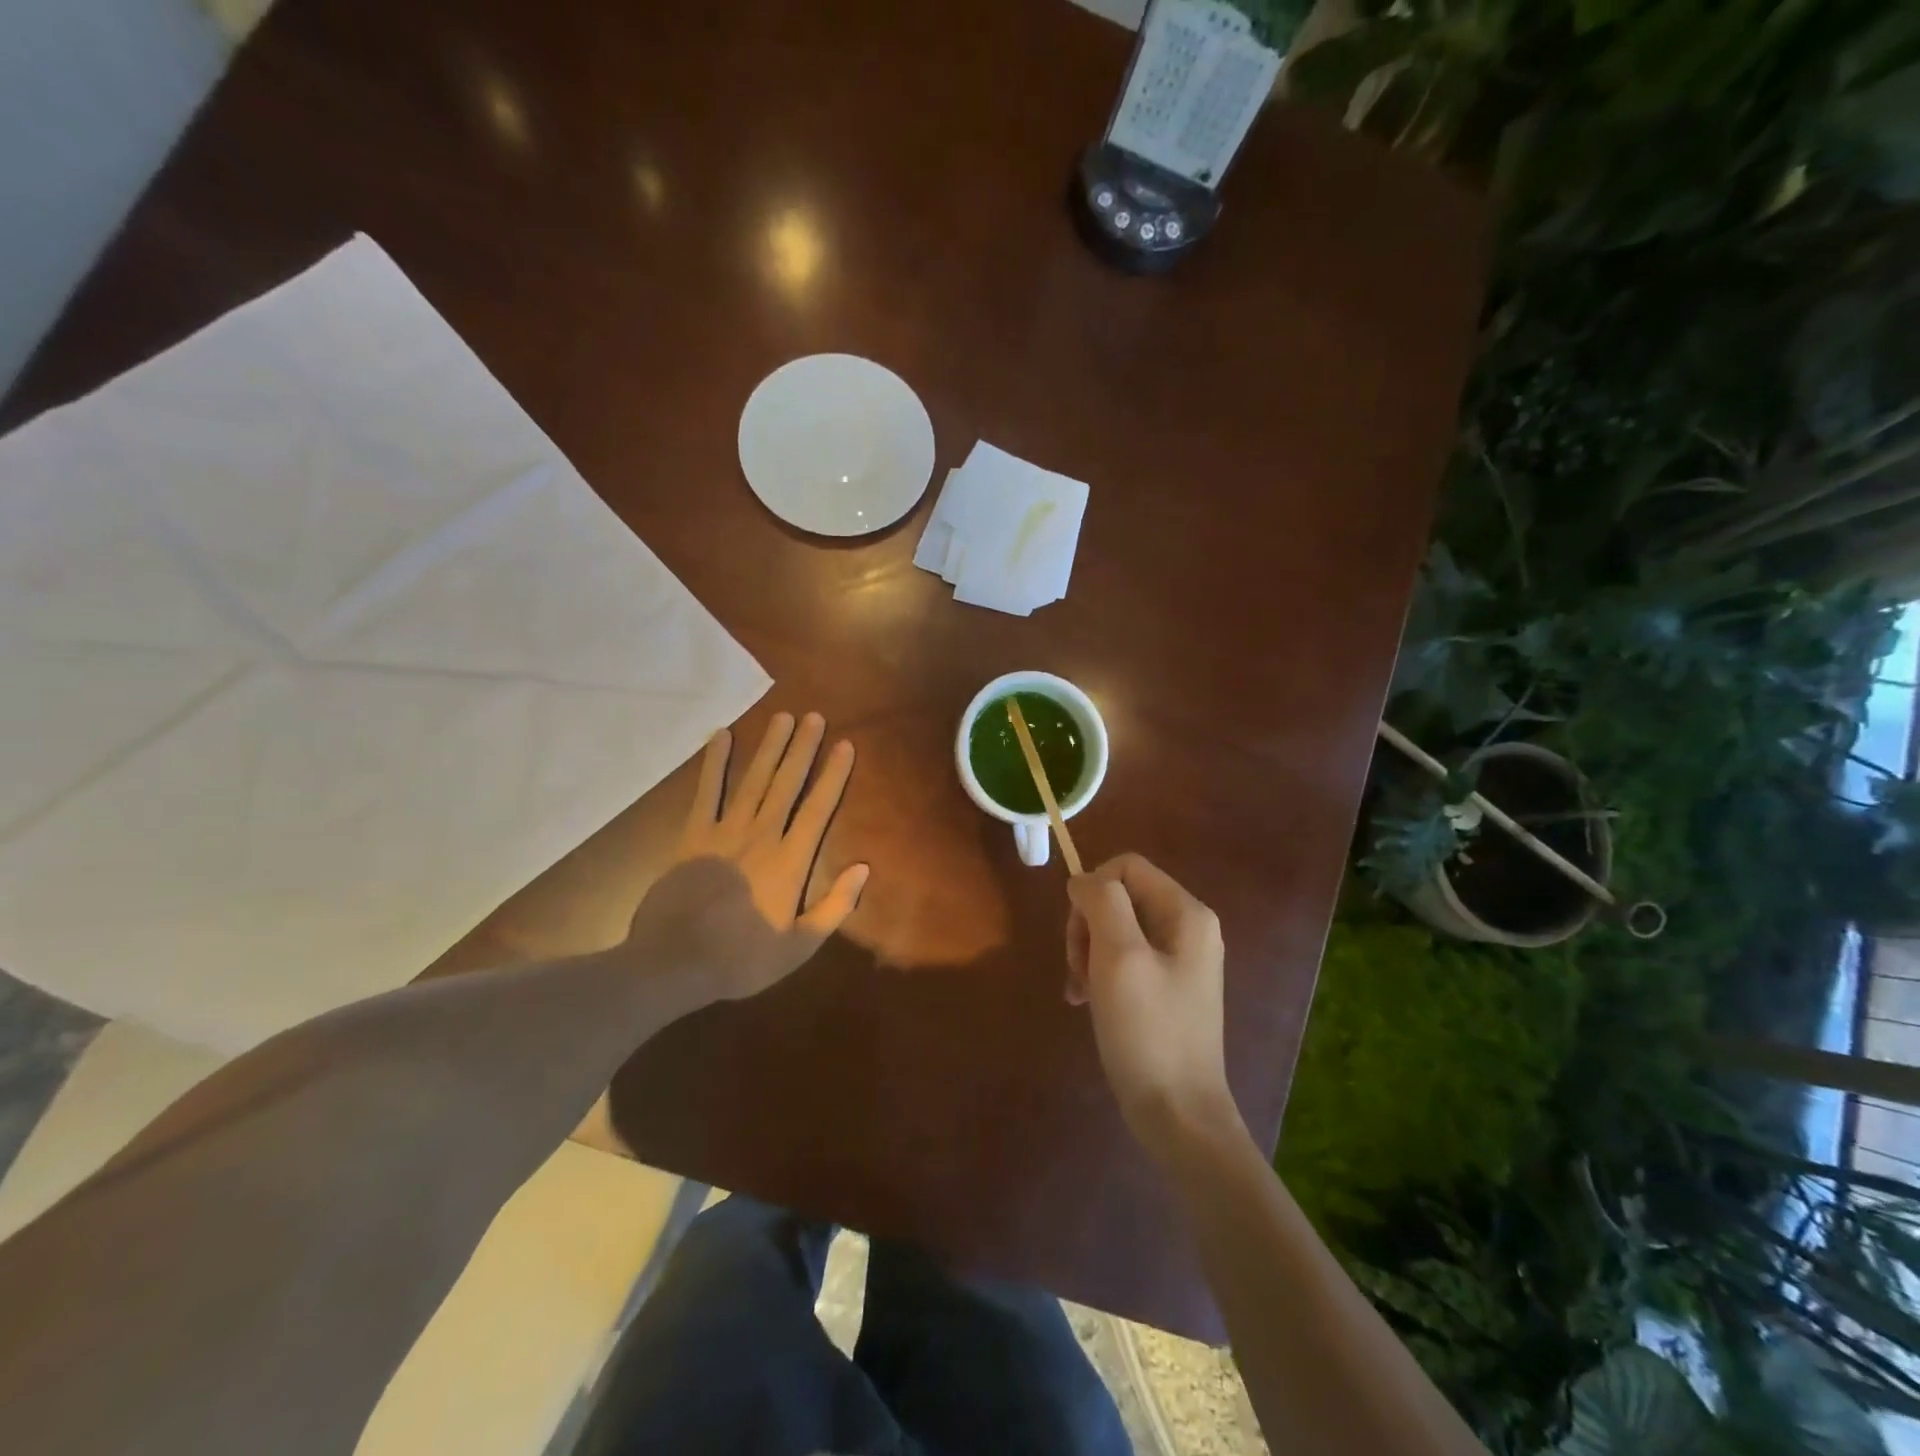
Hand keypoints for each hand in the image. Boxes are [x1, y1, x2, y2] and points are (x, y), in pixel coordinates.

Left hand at [625, 712, 866, 1002]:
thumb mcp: (799, 947)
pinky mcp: (693, 835)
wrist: (674, 963)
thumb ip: (835, 907)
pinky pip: (706, 792)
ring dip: (769, 747)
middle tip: (815, 716)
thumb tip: (864, 868)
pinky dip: (714, 763)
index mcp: (791, 861)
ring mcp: (725, 831)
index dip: (833, 775)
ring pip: (753, 780)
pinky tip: (721, 736)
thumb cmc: (742, 959)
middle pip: (787, 783)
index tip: (845, 745)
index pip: (818, 808)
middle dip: (803, 748)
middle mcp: (762, 835)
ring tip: (783, 718)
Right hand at [1066, 854, 1239, 1157]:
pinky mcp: (1167, 987)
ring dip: (1088, 952)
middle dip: (1088, 926)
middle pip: (1120, 897)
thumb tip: (1084, 880)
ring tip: (1079, 990)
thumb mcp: (1119, 957)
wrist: (1179, 1114)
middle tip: (1076, 968)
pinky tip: (1087, 1001)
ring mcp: (1180, 959)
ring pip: (1116, 928)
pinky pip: (1125, 958)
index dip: (1092, 889)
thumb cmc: (1147, 1031)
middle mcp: (1189, 928)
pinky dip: (1100, 973)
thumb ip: (1102, 903)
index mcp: (1186, 913)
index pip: (1126, 867)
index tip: (1076, 934)